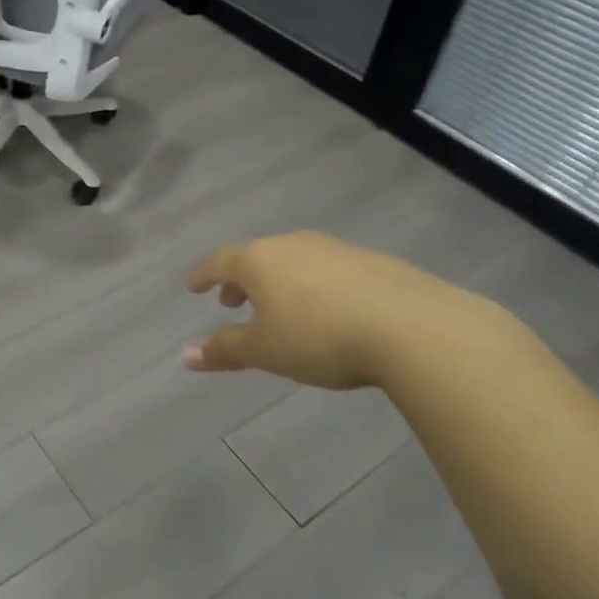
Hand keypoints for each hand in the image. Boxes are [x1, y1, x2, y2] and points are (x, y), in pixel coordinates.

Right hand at [184, 231, 523, 390]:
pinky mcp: (371, 261)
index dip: (203, 275)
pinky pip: (327, 270)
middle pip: (256, 257)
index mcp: (259, 260)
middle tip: (233, 302)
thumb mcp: (266, 350)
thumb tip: (185, 355)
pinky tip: (328, 311)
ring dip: (278, 282)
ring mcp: (334, 249)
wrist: (413, 326)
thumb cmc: (321, 337)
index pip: (219, 260)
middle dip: (240, 280)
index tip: (193, 286)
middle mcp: (292, 244)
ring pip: (293, 261)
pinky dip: (313, 286)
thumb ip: (225, 349)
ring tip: (280, 308)